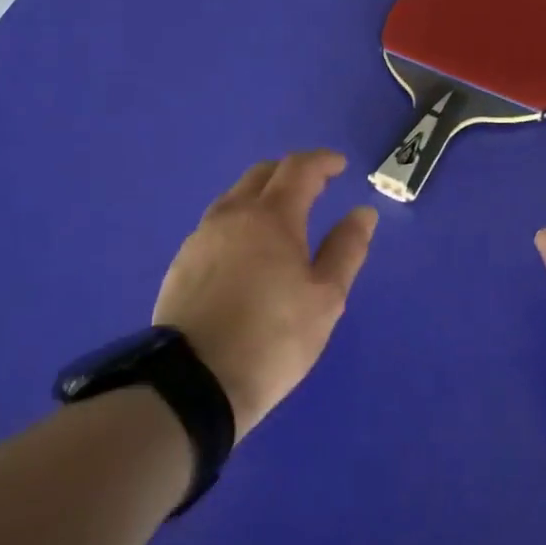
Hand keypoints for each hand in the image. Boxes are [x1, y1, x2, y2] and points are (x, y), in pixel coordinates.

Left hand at [154, 151, 378, 438]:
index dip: (323, 161)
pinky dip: (241, 221)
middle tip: (315, 186)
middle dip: (291, 172)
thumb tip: (363, 213)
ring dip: (262, 195)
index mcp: (272, 216)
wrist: (194, 383)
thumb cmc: (273, 338)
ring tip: (282, 218)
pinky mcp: (182, 262)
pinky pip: (217, 224)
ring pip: (235, 197)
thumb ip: (347, 249)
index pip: (299, 169)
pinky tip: (248, 250)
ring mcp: (201, 237)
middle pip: (262, 174)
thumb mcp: (326, 297)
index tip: (340, 165)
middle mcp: (232, 215)